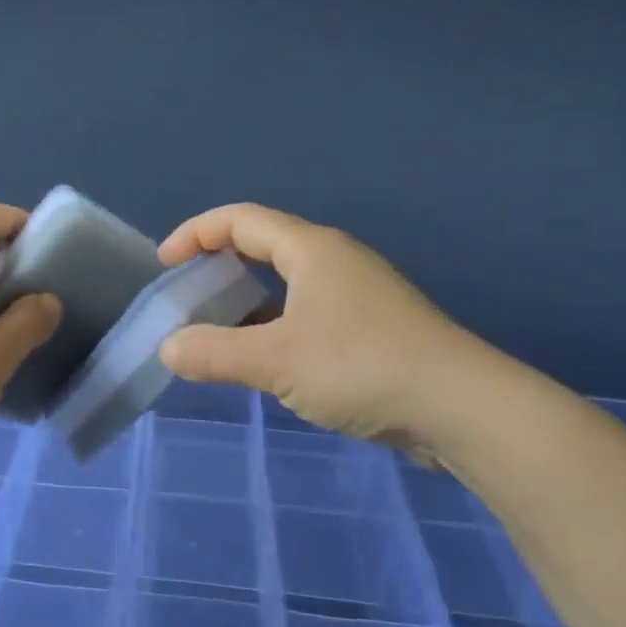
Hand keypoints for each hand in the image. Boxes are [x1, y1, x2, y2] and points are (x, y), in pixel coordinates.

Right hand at [157, 204, 461, 445]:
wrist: (460, 406)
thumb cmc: (361, 366)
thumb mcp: (276, 361)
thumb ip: (216, 353)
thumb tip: (169, 348)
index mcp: (310, 249)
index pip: (240, 220)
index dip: (195, 233)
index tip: (165, 263)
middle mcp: (335, 260)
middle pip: (264, 246)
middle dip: (220, 264)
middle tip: (189, 295)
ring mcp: (359, 294)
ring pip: (288, 284)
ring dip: (249, 302)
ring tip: (219, 333)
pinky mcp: (373, 327)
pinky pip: (309, 313)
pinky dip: (277, 327)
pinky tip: (267, 362)